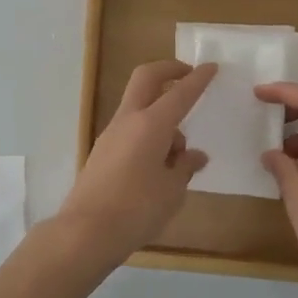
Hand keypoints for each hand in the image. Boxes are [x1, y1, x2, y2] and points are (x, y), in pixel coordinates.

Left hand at [58, 61, 214, 265]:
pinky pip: (131, 129)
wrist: (86, 231)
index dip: (198, 79)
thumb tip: (194, 155)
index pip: (180, 93)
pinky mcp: (103, 151)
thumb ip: (184, 167)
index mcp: (150, 124)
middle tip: (188, 76)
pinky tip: (160, 165)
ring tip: (179, 155)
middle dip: (168, 70)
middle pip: (146, 78)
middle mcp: (128, 120)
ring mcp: (111, 134)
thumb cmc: (136, 209)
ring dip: (161, 113)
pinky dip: (149, 133)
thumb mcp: (172, 190)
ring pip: (139, 106)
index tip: (211, 67)